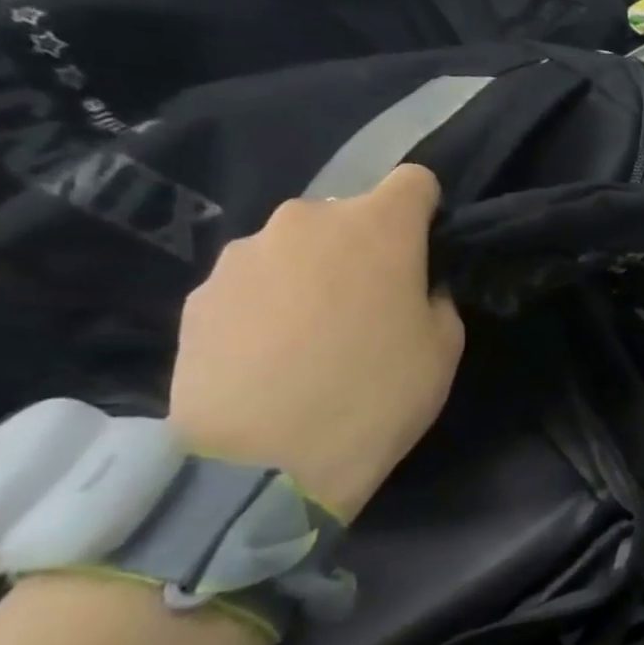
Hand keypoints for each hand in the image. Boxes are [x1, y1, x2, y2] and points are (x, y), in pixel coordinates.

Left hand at [168, 165, 464, 521]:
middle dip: (364, 247)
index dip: (426, 212)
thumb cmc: (377, 395)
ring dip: (311, 274)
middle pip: (348, 215)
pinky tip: (270, 358)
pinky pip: (252, 283)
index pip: (414, 181)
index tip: (427, 251)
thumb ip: (434, 297)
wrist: (261, 462)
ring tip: (312, 338)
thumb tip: (412, 287)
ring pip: (295, 248)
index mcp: (378, 226)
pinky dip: (268, 305)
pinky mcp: (198, 294)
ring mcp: (243, 255)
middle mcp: (305, 221)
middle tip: (370, 306)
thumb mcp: (444, 347)